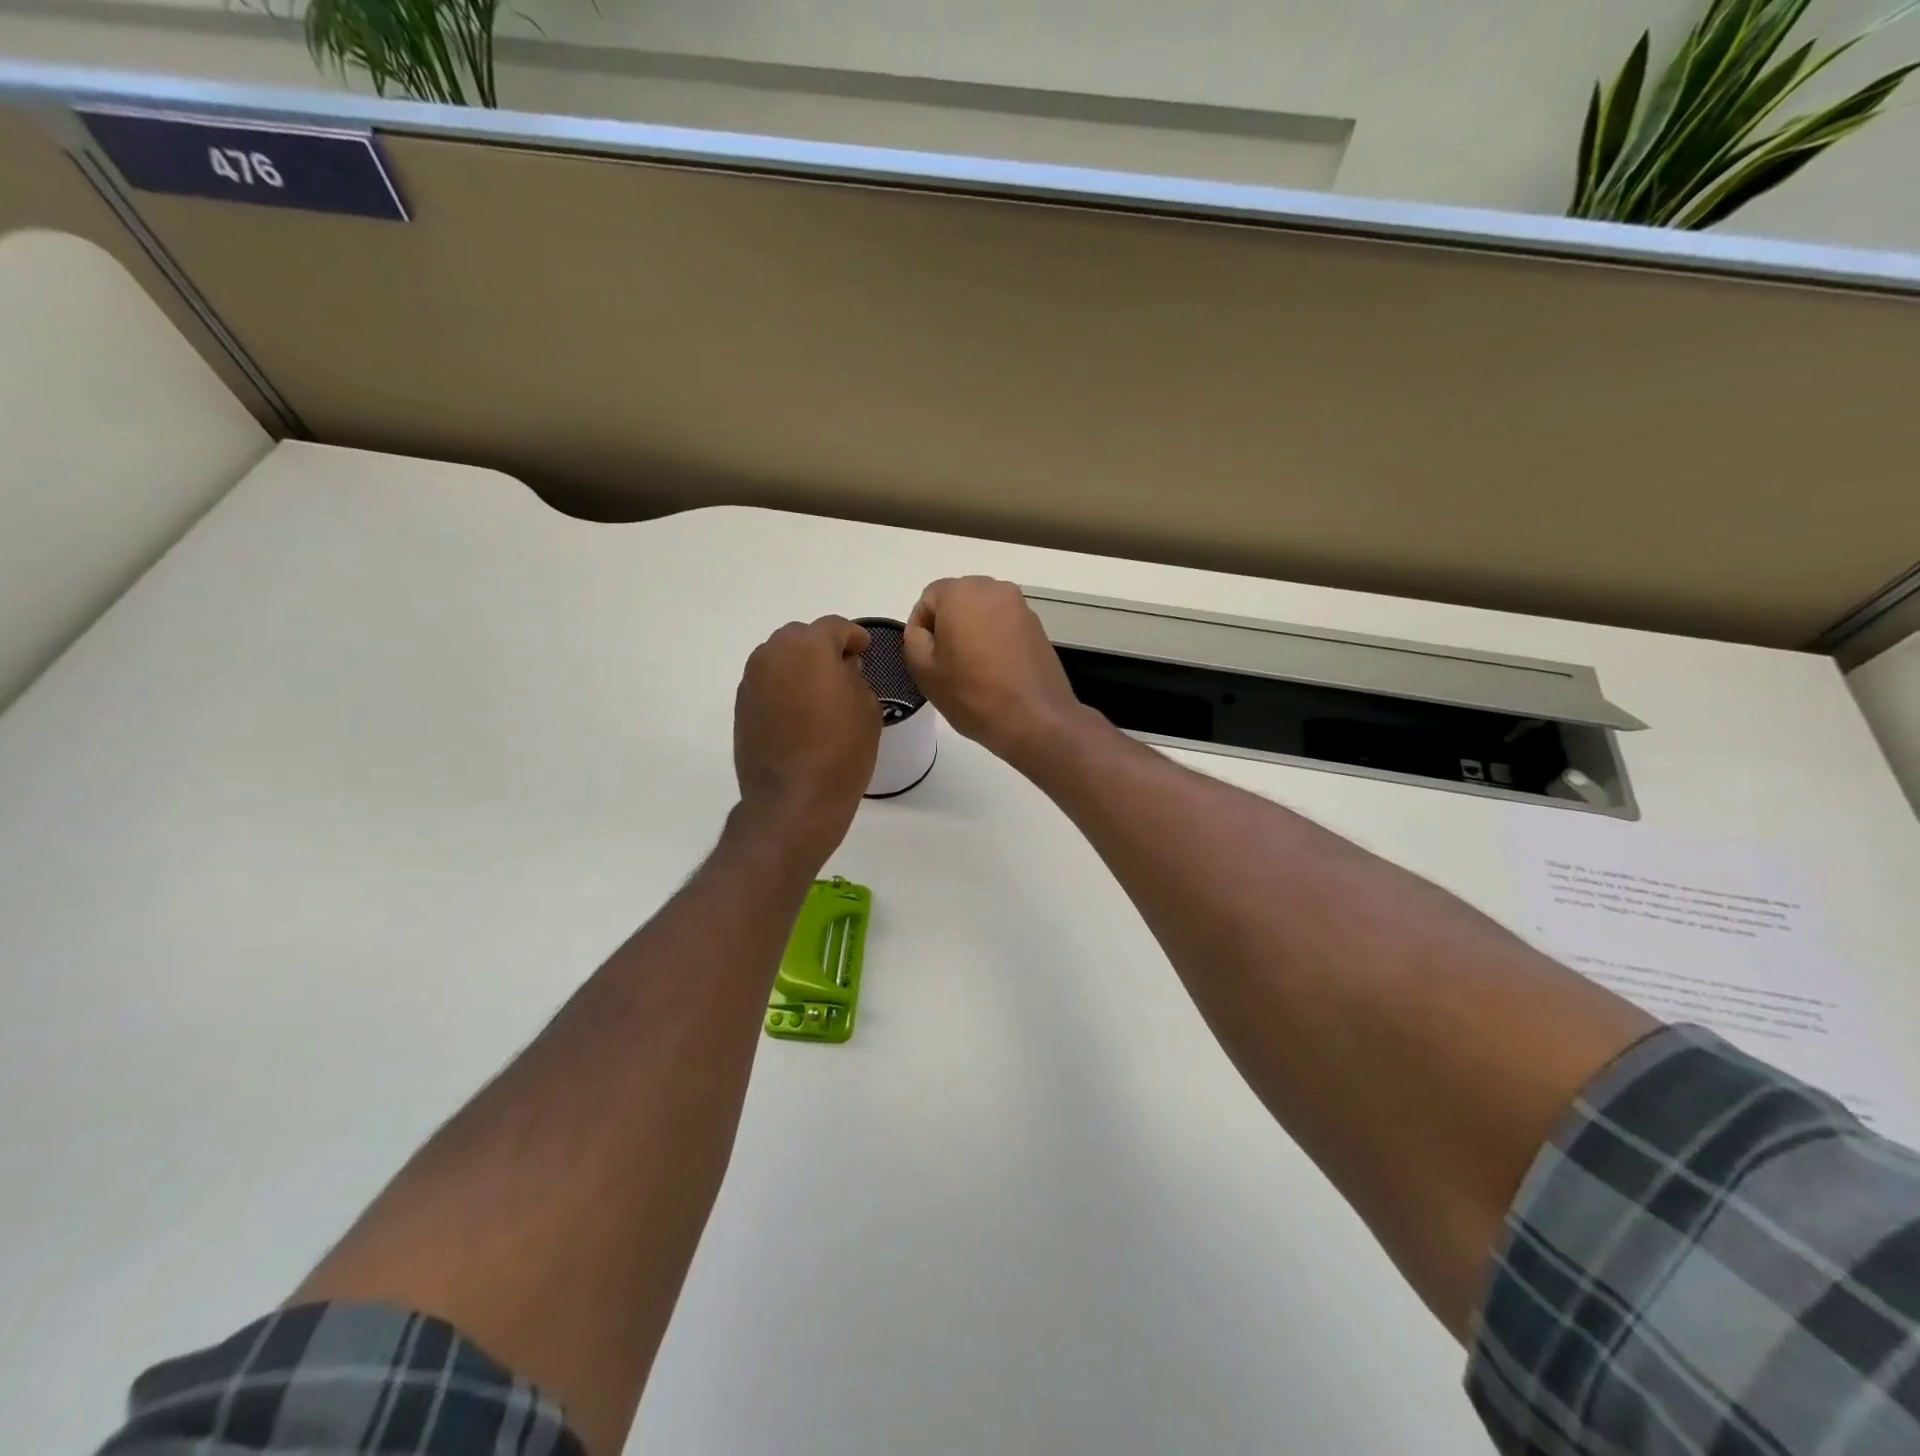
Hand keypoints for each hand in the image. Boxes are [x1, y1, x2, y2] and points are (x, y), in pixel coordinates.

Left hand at [733, 617, 880, 862]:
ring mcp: (752, 679)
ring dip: (800, 667)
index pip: (835, 627)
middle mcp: (774, 653)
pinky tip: (799, 713)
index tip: (865, 651)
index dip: (854, 637)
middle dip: (822, 648)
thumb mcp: (866, 707)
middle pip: (802, 637)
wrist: (793, 799)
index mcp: (809, 646)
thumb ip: (855, 675)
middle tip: (843, 671)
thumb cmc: (841, 750)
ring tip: (819, 693)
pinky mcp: (741, 705)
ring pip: (780, 658)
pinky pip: (768, 683)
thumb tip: (841, 667)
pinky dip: (784, 688)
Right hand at [903, 577, 1088, 767]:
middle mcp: (994, 589)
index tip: (924, 658)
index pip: (928, 598)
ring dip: (972, 633)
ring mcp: (1021, 607)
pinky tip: (995, 672)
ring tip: (971, 670)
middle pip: (958, 601)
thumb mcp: (923, 670)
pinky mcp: (1038, 627)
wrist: (1034, 719)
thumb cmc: (971, 694)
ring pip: (983, 613)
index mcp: (961, 592)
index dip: (920, 628)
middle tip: (945, 664)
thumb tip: (924, 630)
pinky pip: (1004, 627)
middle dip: (948, 627)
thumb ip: (914, 639)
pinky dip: (994, 642)